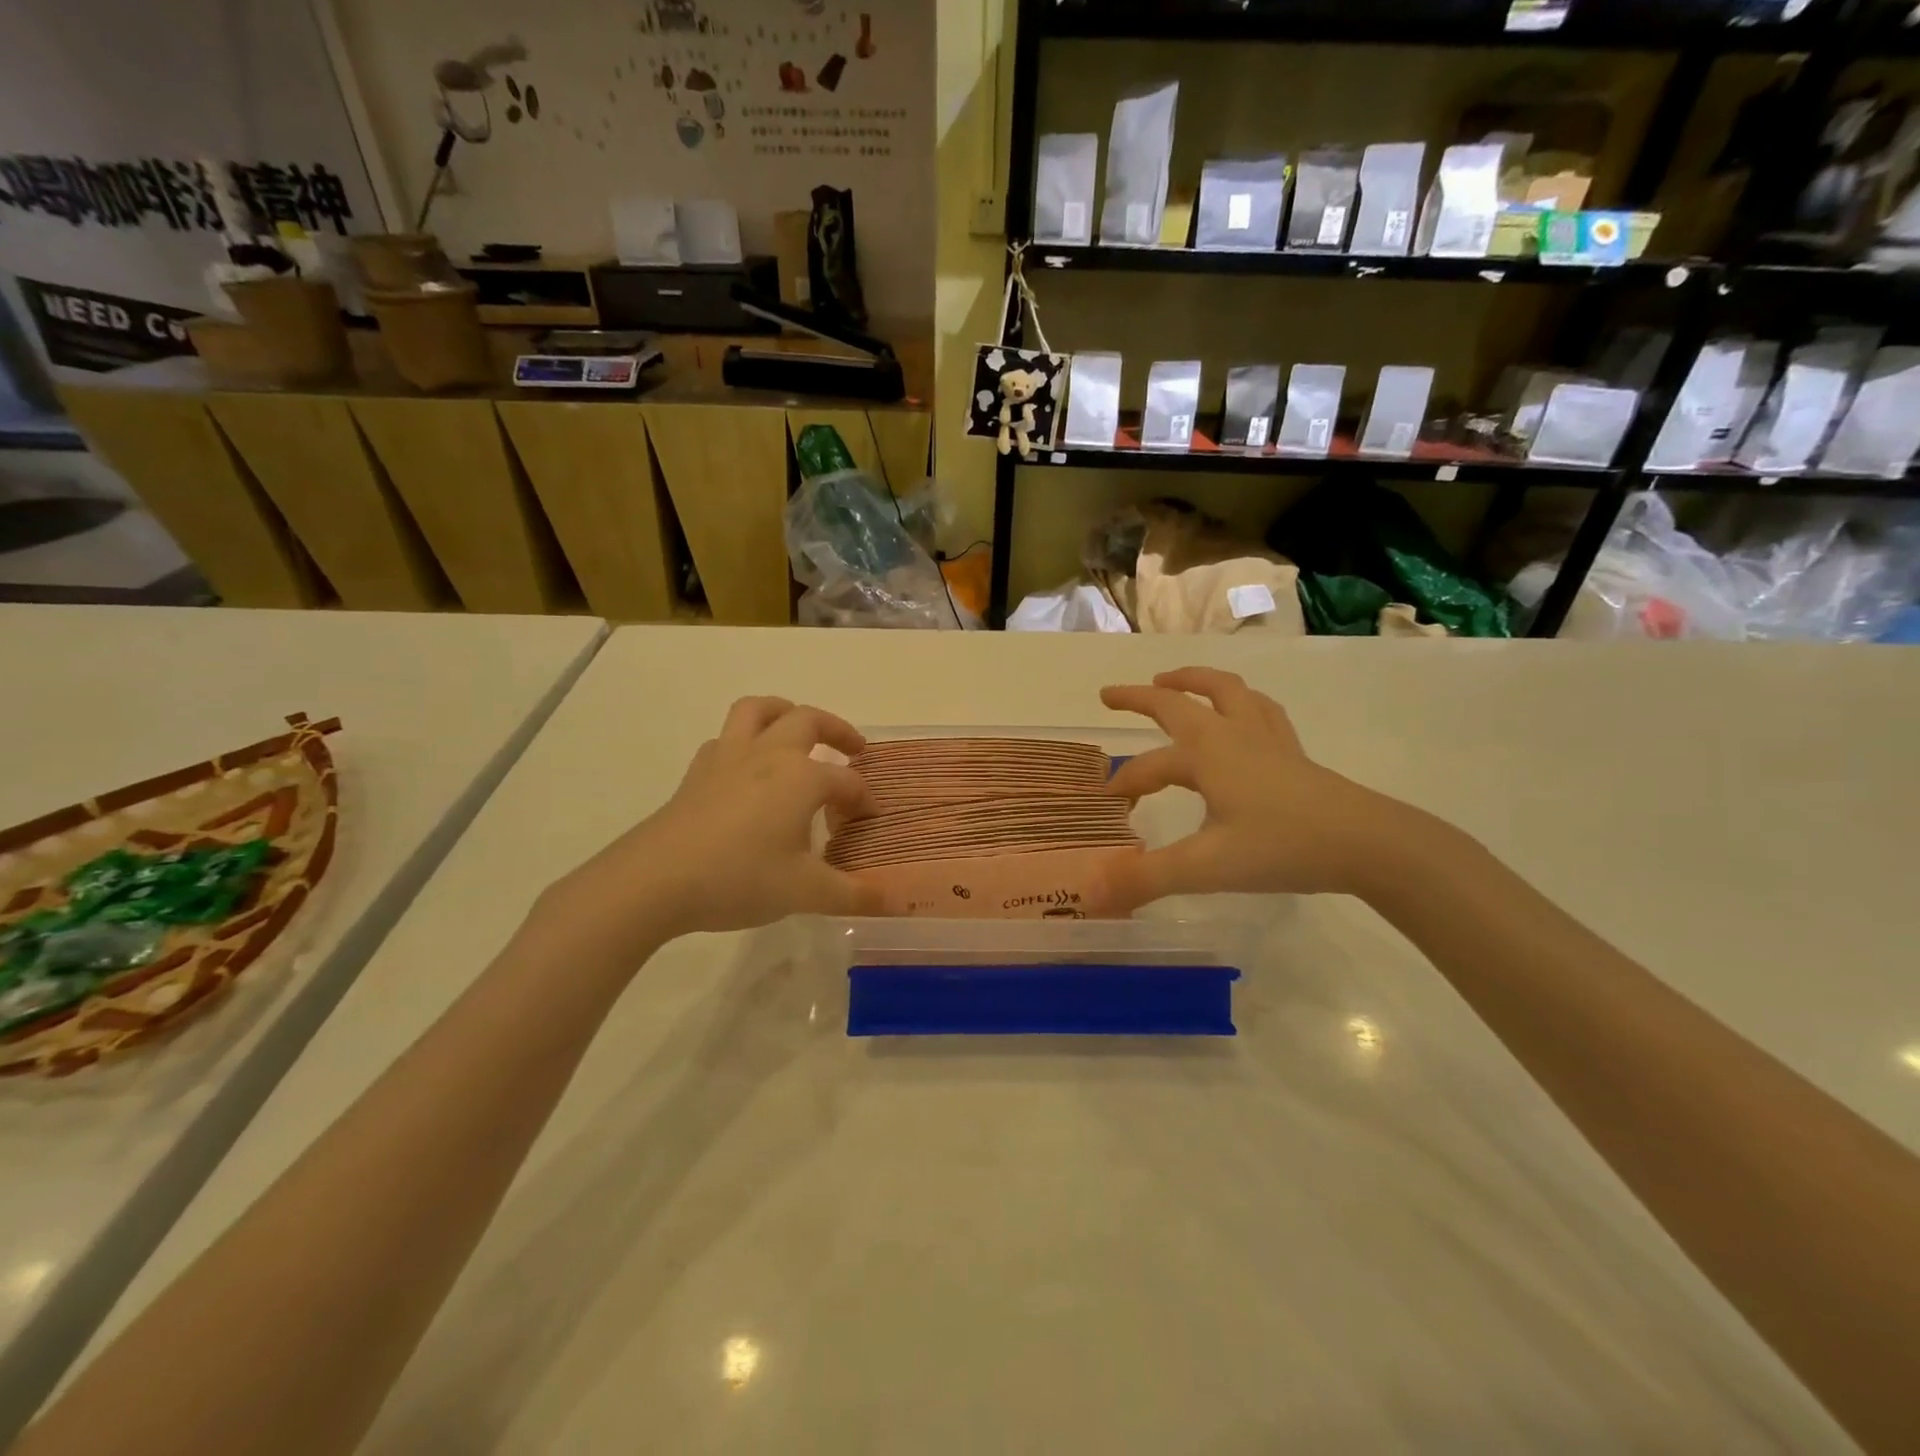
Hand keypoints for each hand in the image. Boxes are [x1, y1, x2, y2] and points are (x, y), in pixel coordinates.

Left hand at [543, 697, 881, 954]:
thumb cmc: (740, 878)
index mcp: (802, 777)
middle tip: (854, 748)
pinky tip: (747, 768)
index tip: (869, 821)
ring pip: (759, 710)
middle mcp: (769, 754)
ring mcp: (729, 757)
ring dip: (785, 712)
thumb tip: (893, 903)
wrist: (655, 880)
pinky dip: (745, 741)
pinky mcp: (698, 771)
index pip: (847, 782)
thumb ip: (852, 895)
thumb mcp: (805, 892)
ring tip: (798, 730)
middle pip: (809, 721)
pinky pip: (727, 738)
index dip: (863, 800)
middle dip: (838, 730)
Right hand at [1099, 667, 1399, 908]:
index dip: (1125, 783)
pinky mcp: (1293, 751)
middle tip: (1111, 694)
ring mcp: (1267, 738)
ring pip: (1226, 691)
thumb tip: (1090, 895)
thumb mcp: (1205, 867)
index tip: (1107, 804)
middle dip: (1141, 697)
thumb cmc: (1281, 847)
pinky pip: (1260, 709)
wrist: (1366, 843)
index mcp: (1205, 754)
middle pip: (1179, 702)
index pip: (1149, 766)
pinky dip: (1239, 701)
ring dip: (1194, 681)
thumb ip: (1145, 878)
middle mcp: (1231, 734)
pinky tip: (1241, 711)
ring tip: (1173, 680)